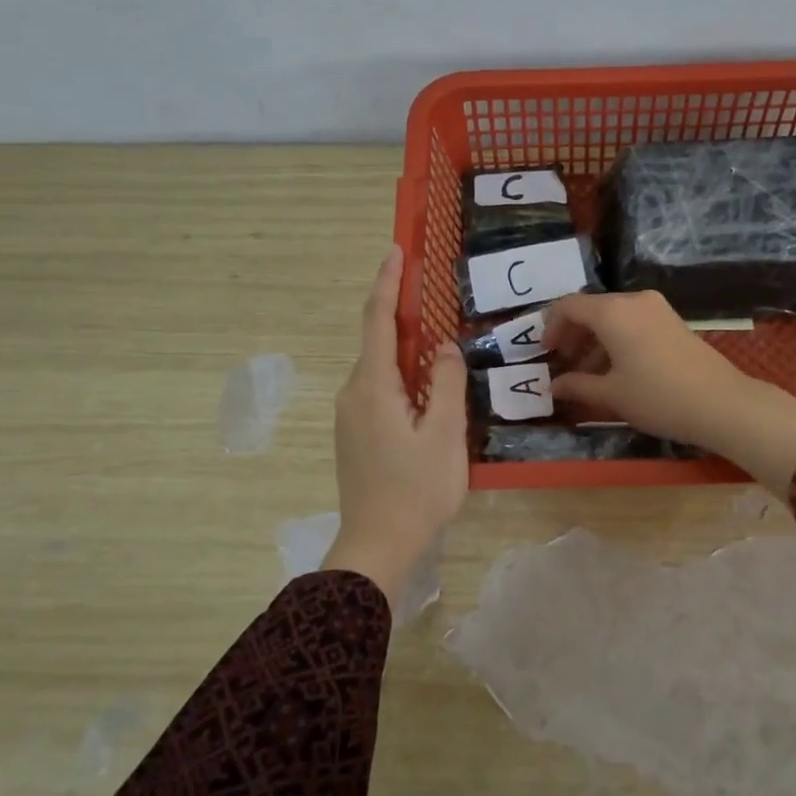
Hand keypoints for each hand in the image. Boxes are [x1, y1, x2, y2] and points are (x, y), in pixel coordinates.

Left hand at [326, 246, 467, 602]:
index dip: (386, 283)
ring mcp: (350, 416)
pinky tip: (425, 391)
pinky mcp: (355, 435)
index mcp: (373, 386)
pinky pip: (378, 391)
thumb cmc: (416, 489)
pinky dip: (401, 378)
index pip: (378, 321)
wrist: (377, 545)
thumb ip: (445, 383)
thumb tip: (443, 347)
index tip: (396, 251)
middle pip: (378, 343)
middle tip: (433, 297)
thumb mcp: (444, 434)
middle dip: (402, 316)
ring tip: (438, 347)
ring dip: (405, 352)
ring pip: (380, 370)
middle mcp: (353, 393)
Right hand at [544, 290, 795, 496]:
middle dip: (573, 335)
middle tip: (563, 364)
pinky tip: (615, 371)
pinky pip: (633, 323)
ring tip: (586, 375)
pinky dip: (616, 341)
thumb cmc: (657, 396)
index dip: (551, 327)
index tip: (544, 352)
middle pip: (592, 309)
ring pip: (613, 317)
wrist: (721, 403)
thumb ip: (577, 385)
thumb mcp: (611, 395)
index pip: (569, 305)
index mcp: (613, 311)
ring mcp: (657, 309)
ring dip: (594, 341)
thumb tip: (554, 385)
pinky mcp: (672, 322)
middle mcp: (634, 300)